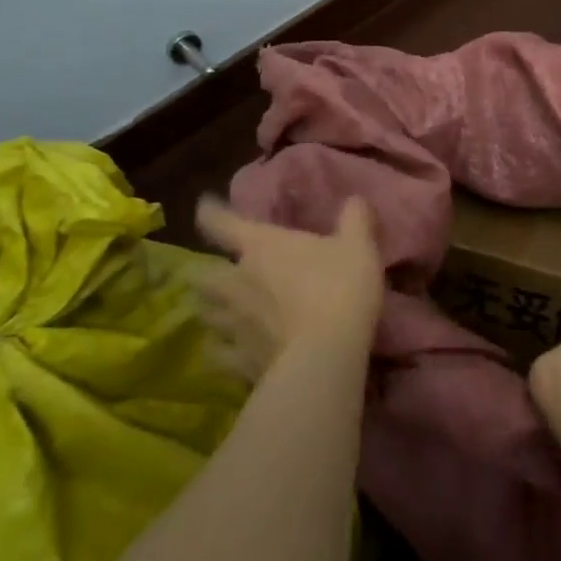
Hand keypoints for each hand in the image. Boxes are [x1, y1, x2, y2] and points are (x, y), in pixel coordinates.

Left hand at [193, 196, 383, 377]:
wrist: (326, 357)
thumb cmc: (339, 289)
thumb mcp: (359, 246)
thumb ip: (354, 218)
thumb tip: (354, 199)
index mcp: (260, 246)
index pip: (220, 223)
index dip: (210, 212)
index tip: (206, 207)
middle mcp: (237, 282)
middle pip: (201, 274)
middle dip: (203, 272)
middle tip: (214, 272)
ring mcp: (234, 324)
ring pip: (205, 313)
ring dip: (210, 309)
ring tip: (218, 310)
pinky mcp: (239, 361)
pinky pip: (219, 354)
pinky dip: (220, 350)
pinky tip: (227, 351)